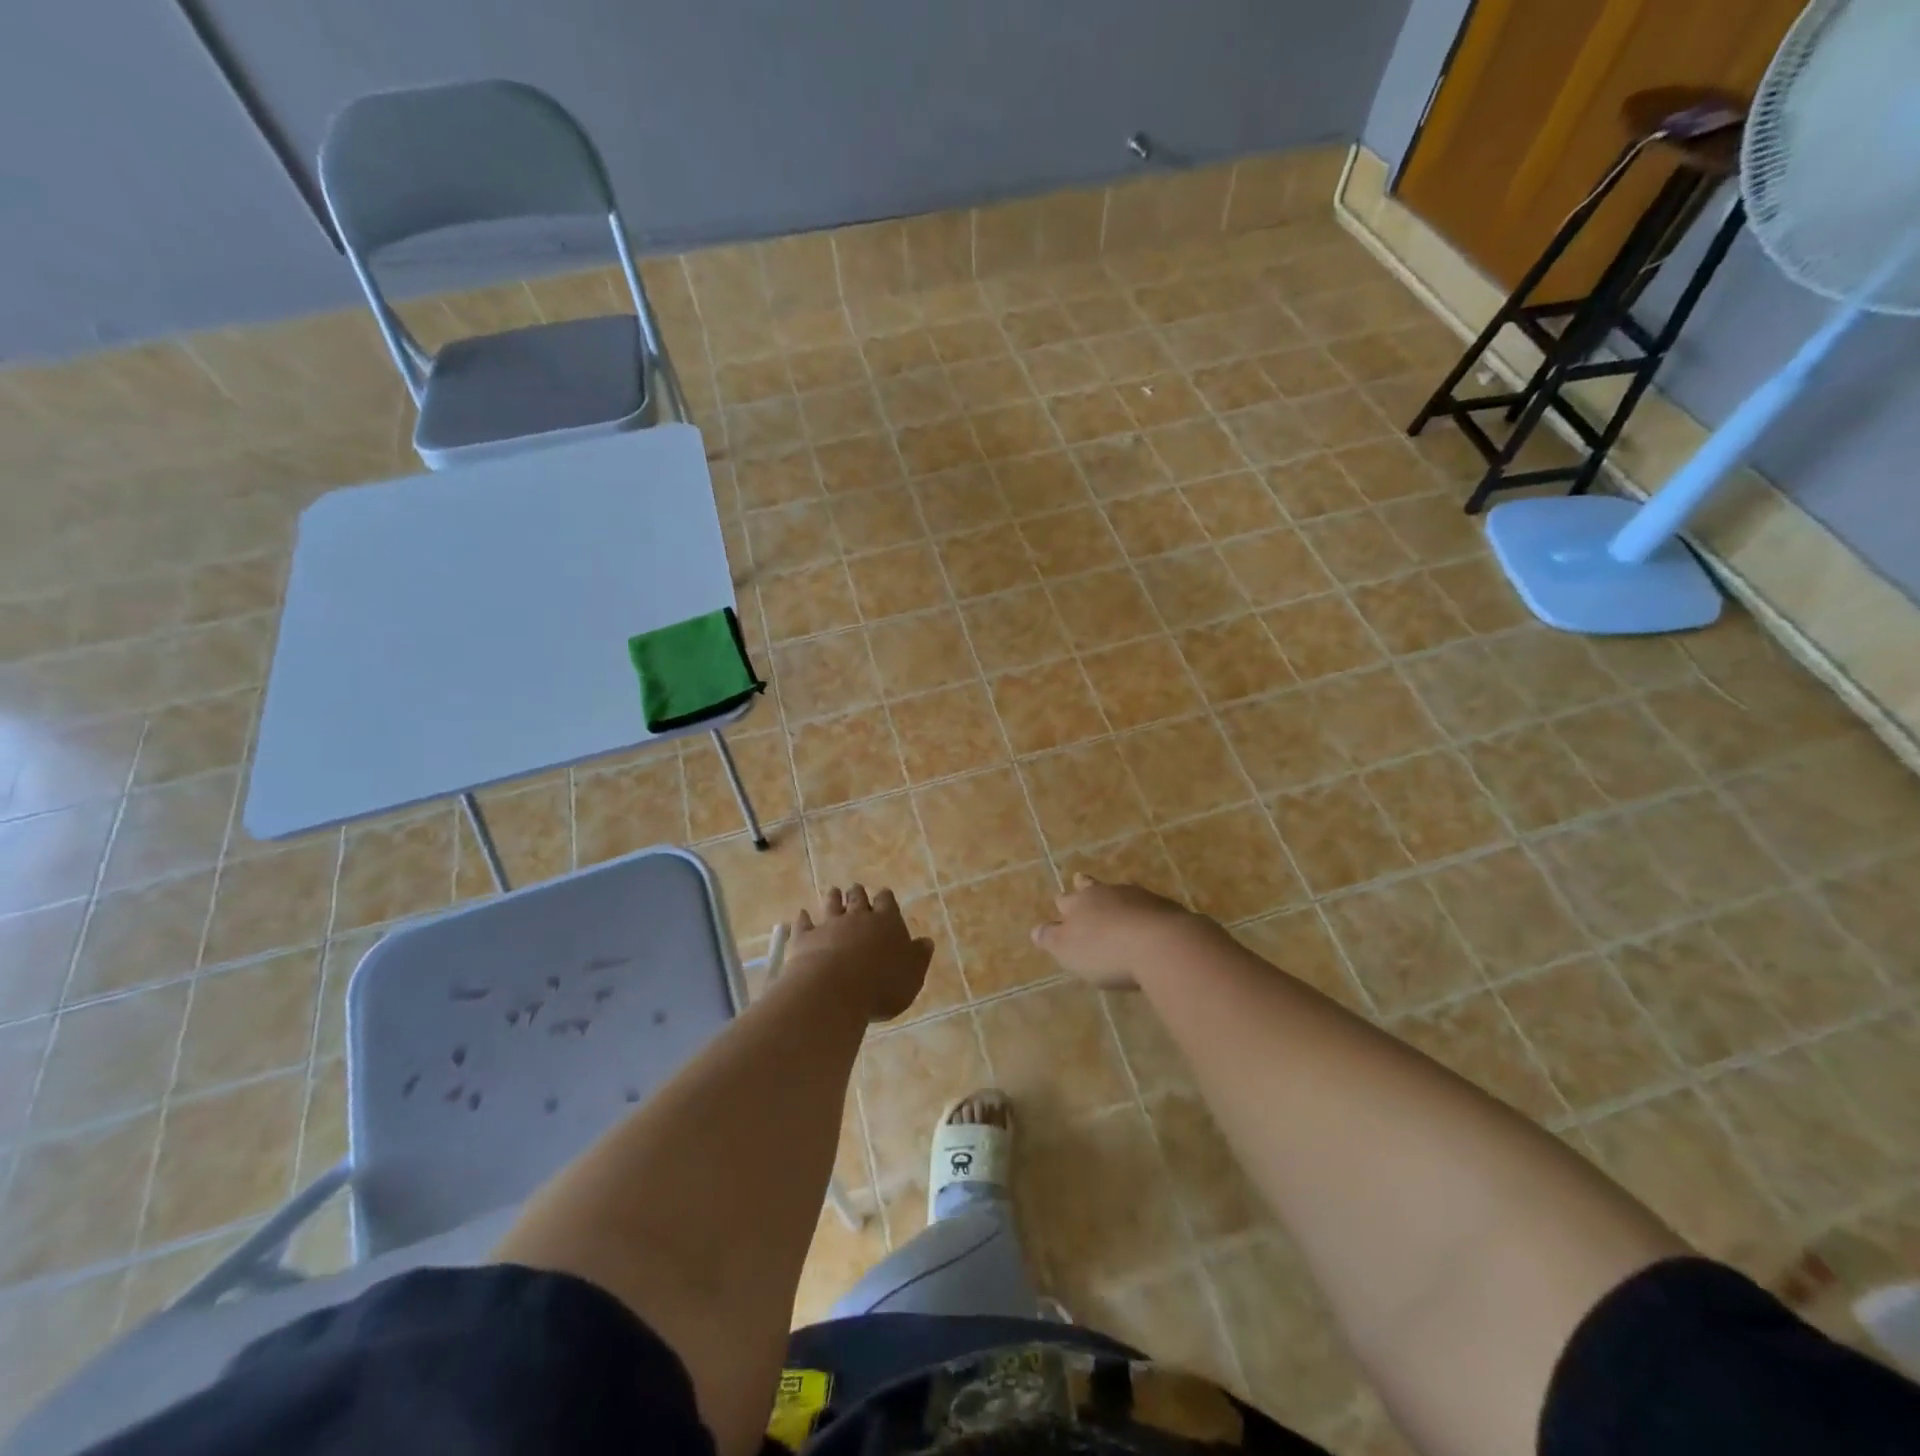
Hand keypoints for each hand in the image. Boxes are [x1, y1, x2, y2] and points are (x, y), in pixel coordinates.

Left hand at [784, 884, 932, 1022]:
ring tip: (833, 891)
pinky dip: (803, 919)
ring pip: (831, 905)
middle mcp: (857, 917)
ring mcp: (829, 925)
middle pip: (858, 898)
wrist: (834, 990)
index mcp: (887, 922)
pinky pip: (803, 924)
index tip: (884, 894)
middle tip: (856, 888)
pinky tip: (801, 915)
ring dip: (833, 898)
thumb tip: (926, 941)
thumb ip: (919, 957)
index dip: (886, 898)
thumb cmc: (882, 986)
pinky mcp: (805, 938)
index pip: (887, 902)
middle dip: (858, 893)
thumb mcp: (912, 976)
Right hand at [1030, 873, 1207, 987]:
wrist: (1162, 944)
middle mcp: (1107, 893)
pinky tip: (1148, 924)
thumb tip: (1035, 930)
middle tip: (1081, 881)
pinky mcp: (1166, 908)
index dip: (1063, 904)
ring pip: (1122, 894)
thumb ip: (1051, 938)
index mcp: (1080, 903)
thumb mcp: (1068, 950)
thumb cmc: (1106, 951)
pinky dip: (1144, 913)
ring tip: (1117, 907)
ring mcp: (1139, 897)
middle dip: (1085, 886)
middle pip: (1092, 887)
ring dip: (1117, 900)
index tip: (1061, 903)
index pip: (1065, 900)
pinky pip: (1149, 907)